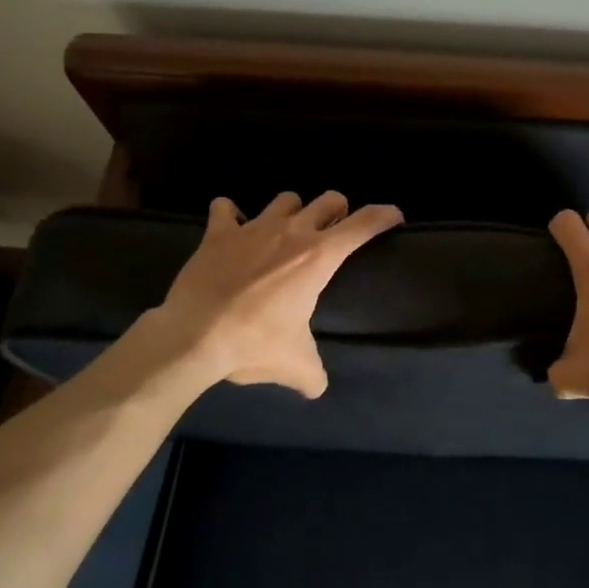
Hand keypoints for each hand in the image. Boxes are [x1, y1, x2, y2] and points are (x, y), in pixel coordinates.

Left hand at [135, 190, 403, 397]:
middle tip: (332, 230)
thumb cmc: (254, 344)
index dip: (384, 216)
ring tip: (285, 230)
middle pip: (328, 200)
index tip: (395, 216)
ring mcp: (253, 228)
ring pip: (285, 199)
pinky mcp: (218, 234)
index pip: (363, 224)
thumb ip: (313, 374)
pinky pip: (225, 210)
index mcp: (319, 257)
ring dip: (291, 211)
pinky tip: (230, 226)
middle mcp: (292, 232)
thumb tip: (317, 388)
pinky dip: (229, 215)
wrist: (193, 337)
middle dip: (337, 210)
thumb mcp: (294, 365)